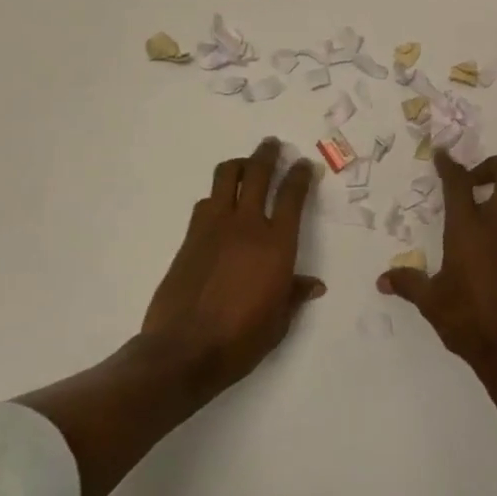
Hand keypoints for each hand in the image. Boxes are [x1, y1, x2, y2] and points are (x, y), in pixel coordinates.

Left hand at [140, 138, 323, 398]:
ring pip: (226, 178)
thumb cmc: (241, 339)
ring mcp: (214, 228)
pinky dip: (216, 197)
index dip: (301, 175)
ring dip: (238, 165)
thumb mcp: (278, 321)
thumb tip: (313, 285)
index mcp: (277, 244)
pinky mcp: (190, 238)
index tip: (304, 164)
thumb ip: (294, 295)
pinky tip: (219, 206)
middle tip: (272, 144)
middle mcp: (247, 226)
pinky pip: (205, 203)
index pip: (293, 196)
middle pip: (258, 174)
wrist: (183, 350)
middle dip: (267, 154)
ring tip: (245, 165)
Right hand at [378, 151, 496, 371]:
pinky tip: (493, 257)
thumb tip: (383, 279)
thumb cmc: (469, 320)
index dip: (450, 164)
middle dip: (493, 165)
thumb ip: (408, 283)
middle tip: (473, 182)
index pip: (460, 182)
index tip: (443, 155)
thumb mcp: (431, 302)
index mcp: (469, 228)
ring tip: (478, 220)